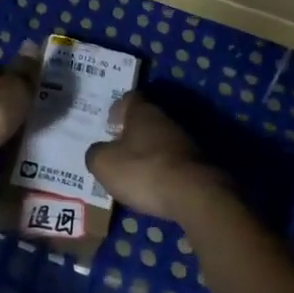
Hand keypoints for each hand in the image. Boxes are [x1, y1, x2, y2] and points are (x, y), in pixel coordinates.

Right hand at [85, 94, 225, 221]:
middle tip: (116, 151)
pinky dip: (162, 170)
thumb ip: (95, 153)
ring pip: (160, 141)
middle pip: (145, 119)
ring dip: (147, 153)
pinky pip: (172, 161)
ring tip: (133, 173)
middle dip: (131, 133)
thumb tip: (98, 151)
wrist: (195, 194)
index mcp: (143, 111)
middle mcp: (165, 119)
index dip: (117, 109)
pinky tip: (154, 187)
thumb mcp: (104, 164)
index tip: (109, 125)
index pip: (129, 98)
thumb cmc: (144, 171)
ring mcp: (185, 141)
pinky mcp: (197, 163)